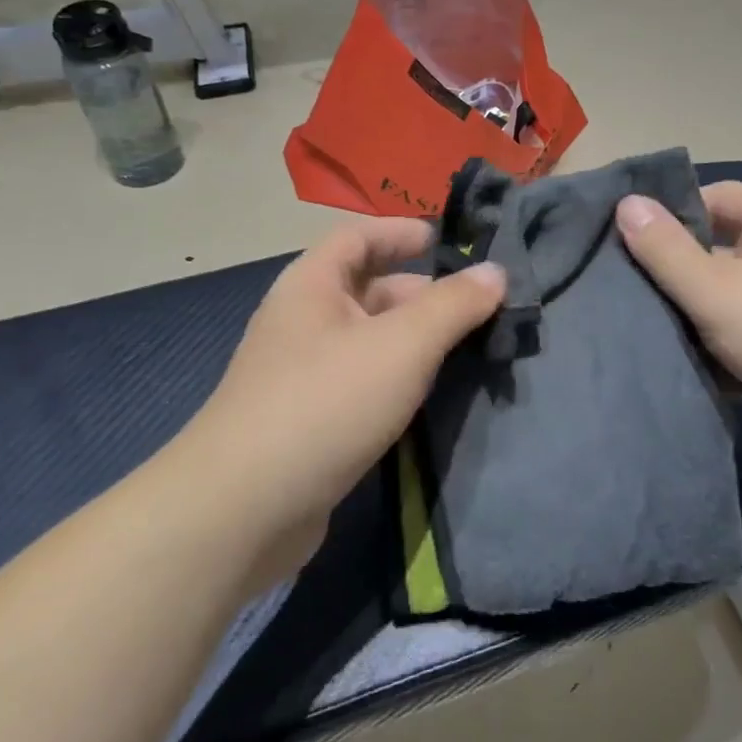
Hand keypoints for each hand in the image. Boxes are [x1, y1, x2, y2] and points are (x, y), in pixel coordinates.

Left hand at [179, 219, 505, 580]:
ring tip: (467, 351)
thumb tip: (496, 271)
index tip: (447, 242)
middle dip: (421, 293)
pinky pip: (362, 381)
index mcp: (312, 285)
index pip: (358, 236)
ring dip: (414, 340)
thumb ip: (453, 304)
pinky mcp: (309, 420)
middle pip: (367, 289)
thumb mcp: (403, 344)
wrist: (245, 509)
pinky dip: (397, 379)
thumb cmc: (327, 402)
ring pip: (368, 340)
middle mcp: (302, 321)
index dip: (401, 232)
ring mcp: (301, 374)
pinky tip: (429, 396)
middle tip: (476, 309)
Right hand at [616, 183, 741, 458]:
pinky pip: (741, 340)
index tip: (622, 242)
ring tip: (631, 330)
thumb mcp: (719, 289)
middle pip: (714, 252)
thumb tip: (626, 204)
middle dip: (670, 275)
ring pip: (724, 302)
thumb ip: (667, 251)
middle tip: (616, 291)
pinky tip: (671, 366)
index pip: (711, 198)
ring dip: (688, 319)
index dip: (668, 215)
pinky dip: (713, 352)